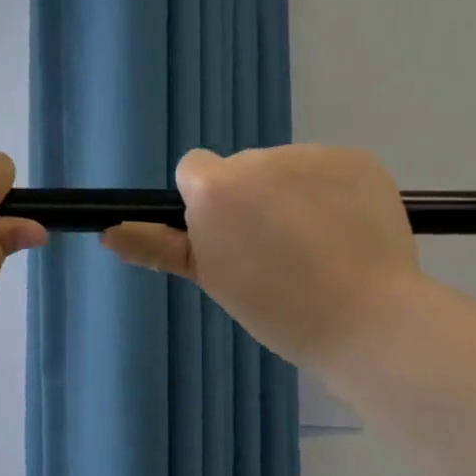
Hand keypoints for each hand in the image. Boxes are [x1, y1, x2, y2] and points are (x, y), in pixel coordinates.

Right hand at [101, 145, 419, 367]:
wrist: (367, 320)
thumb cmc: (277, 309)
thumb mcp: (211, 279)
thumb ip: (158, 247)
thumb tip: (109, 233)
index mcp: (216, 187)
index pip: (194, 170)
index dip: (208, 206)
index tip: (228, 240)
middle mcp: (260, 158)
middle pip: (241, 169)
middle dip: (249, 199)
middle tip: (274, 252)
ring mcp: (314, 154)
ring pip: (285, 168)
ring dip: (290, 194)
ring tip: (316, 245)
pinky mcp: (357, 157)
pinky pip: (327, 168)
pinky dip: (331, 191)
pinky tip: (345, 229)